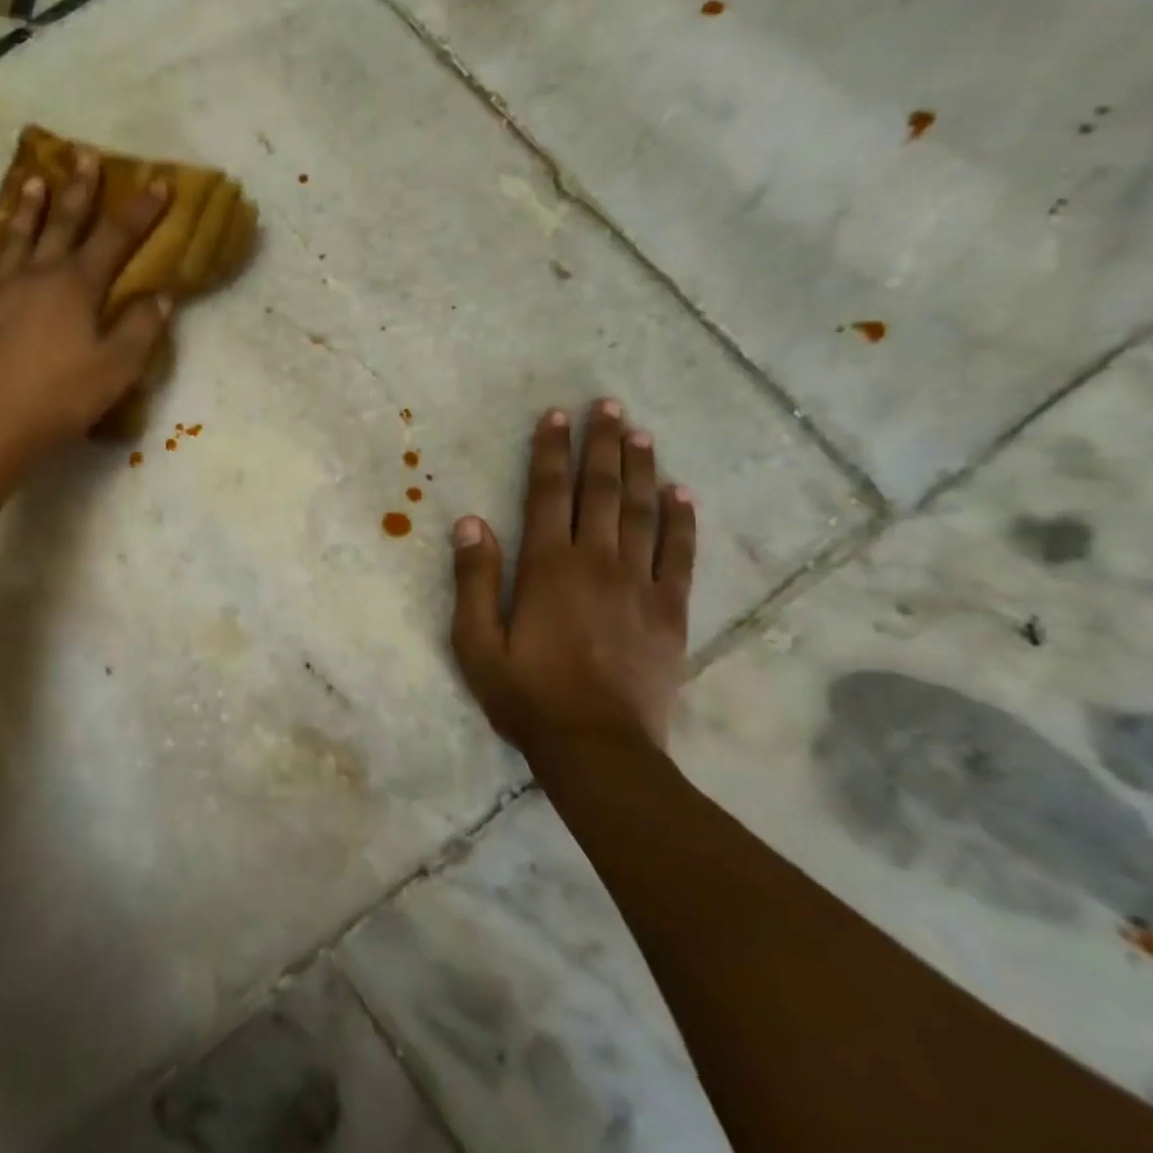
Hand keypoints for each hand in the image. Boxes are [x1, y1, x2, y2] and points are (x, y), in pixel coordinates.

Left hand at [0, 154, 170, 462]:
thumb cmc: (64, 397)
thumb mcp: (118, 368)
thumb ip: (142, 328)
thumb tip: (162, 295)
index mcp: (76, 286)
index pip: (115, 238)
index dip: (140, 210)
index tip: (158, 181)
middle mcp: (35, 276)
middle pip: (61, 226)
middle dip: (78, 192)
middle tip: (85, 157)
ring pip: (12, 240)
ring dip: (25, 210)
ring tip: (32, 181)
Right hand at [450, 400, 696, 761]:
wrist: (598, 748)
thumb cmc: (526, 695)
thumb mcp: (476, 643)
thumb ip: (474, 580)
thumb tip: (470, 522)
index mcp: (548, 568)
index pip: (549, 494)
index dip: (552, 452)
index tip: (558, 416)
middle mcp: (597, 563)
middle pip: (601, 491)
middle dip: (602, 445)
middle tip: (609, 405)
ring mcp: (640, 584)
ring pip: (641, 513)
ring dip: (640, 469)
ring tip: (640, 432)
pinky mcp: (670, 611)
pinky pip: (680, 554)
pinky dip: (682, 520)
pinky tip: (681, 493)